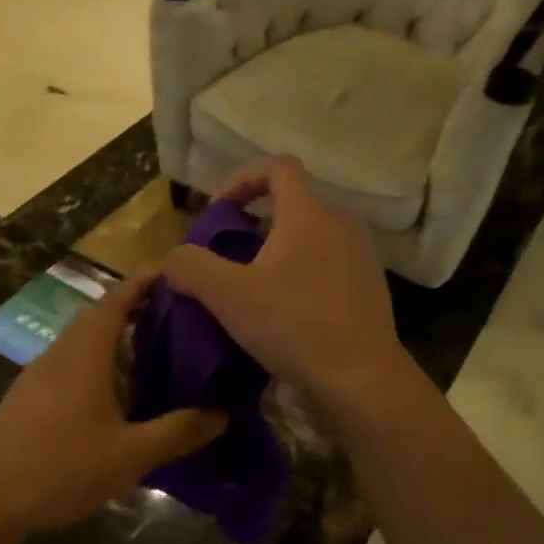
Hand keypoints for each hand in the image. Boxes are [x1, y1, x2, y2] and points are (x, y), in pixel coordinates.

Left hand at [0, 275, 226, 532]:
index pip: (116, 300)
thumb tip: (221, 414)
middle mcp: (58, 354)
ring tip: (148, 352)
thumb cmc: (61, 467)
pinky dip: (94, 363)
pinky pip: (67, 365)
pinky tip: (110, 394)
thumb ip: (177, 432)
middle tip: (173, 317)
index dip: (144, 283)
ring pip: (79, 342)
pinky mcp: (25, 400)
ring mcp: (36, 376)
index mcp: (84, 354)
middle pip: (97, 317)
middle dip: (133, 309)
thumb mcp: (130, 454)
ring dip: (112, 337)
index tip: (174, 275)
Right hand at [161, 158, 406, 408]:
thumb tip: (174, 260)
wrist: (361, 377)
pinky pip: (328, 265)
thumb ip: (191, 267)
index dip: (241, 178)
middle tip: (228, 256)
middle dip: (255, 223)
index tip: (219, 211)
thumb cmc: (294, 325)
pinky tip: (285, 312)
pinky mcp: (369, 287)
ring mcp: (361, 256)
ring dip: (277, 252)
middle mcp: (341, 223)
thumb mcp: (228, 296)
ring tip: (253, 288)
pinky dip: (301, 274)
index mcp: (309, 213)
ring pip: (311, 237)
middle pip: (293, 203)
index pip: (276, 166)